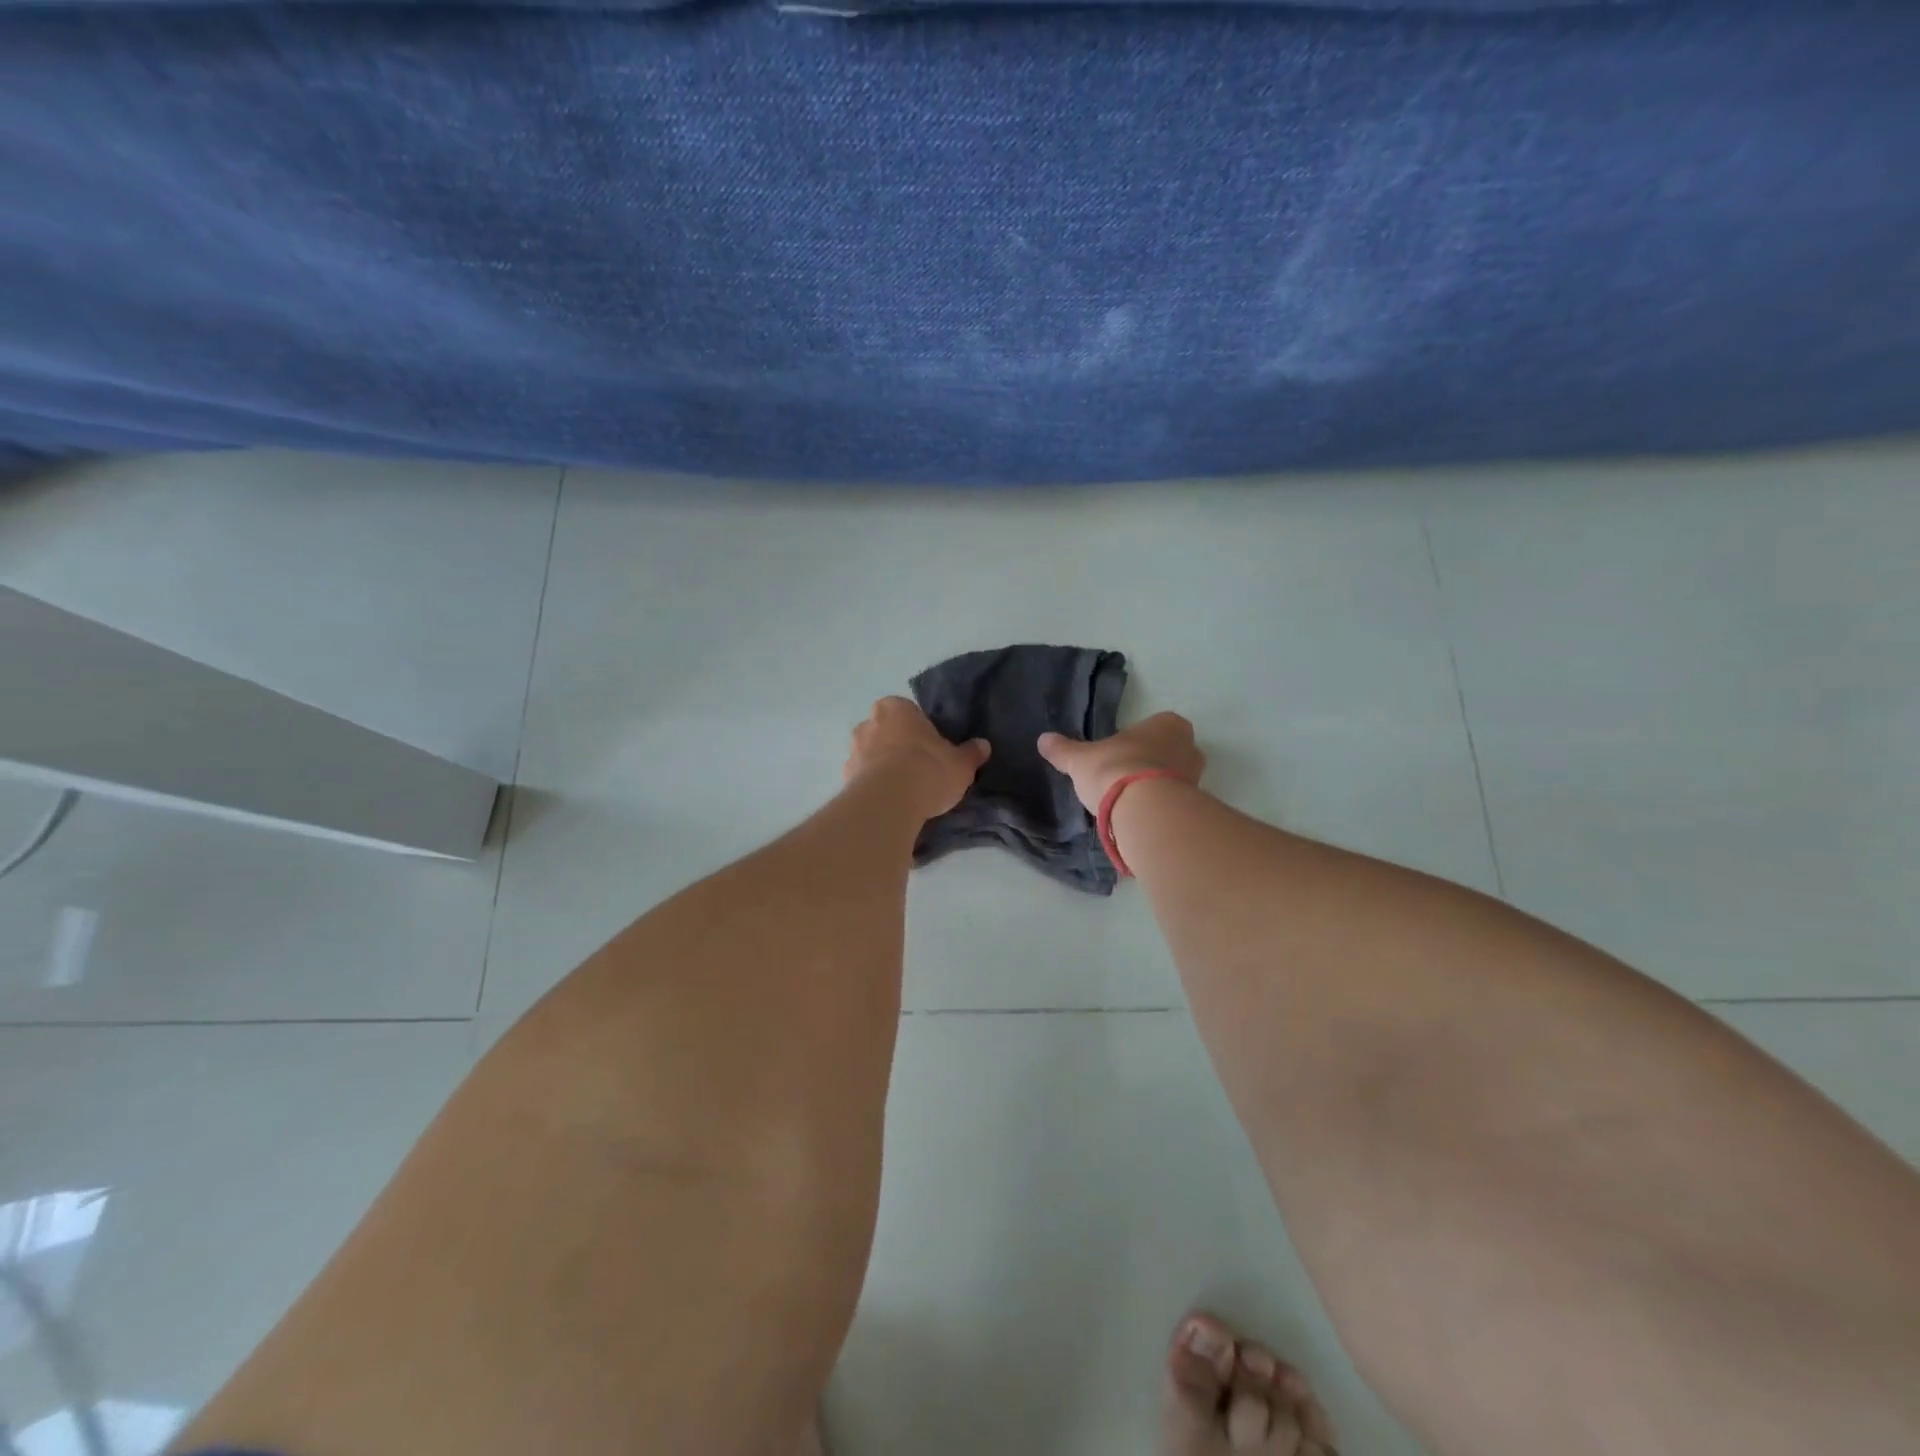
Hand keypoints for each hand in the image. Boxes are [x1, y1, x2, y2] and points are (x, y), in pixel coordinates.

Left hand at [845, 697, 989, 821]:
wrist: (889, 802)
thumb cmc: (928, 770)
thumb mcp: (961, 764)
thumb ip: (971, 753)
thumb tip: (983, 745)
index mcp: (896, 707)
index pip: (908, 711)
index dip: (920, 729)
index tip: (932, 747)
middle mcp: (869, 723)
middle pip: (887, 731)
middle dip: (898, 745)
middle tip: (919, 767)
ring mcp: (853, 750)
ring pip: (872, 755)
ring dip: (884, 766)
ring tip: (905, 790)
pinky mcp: (845, 778)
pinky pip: (864, 778)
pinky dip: (874, 787)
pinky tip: (890, 802)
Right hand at [1037, 711, 1205, 814]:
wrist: (1144, 811)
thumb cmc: (1115, 770)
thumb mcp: (1080, 759)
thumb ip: (1063, 750)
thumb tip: (1043, 740)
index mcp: (1168, 724)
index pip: (1156, 726)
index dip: (1138, 740)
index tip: (1120, 754)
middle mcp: (1189, 746)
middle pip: (1169, 752)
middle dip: (1151, 763)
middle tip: (1125, 778)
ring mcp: (1196, 778)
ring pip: (1174, 779)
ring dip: (1157, 788)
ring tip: (1130, 803)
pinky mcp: (1194, 807)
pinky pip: (1175, 804)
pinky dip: (1160, 809)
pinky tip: (1140, 818)